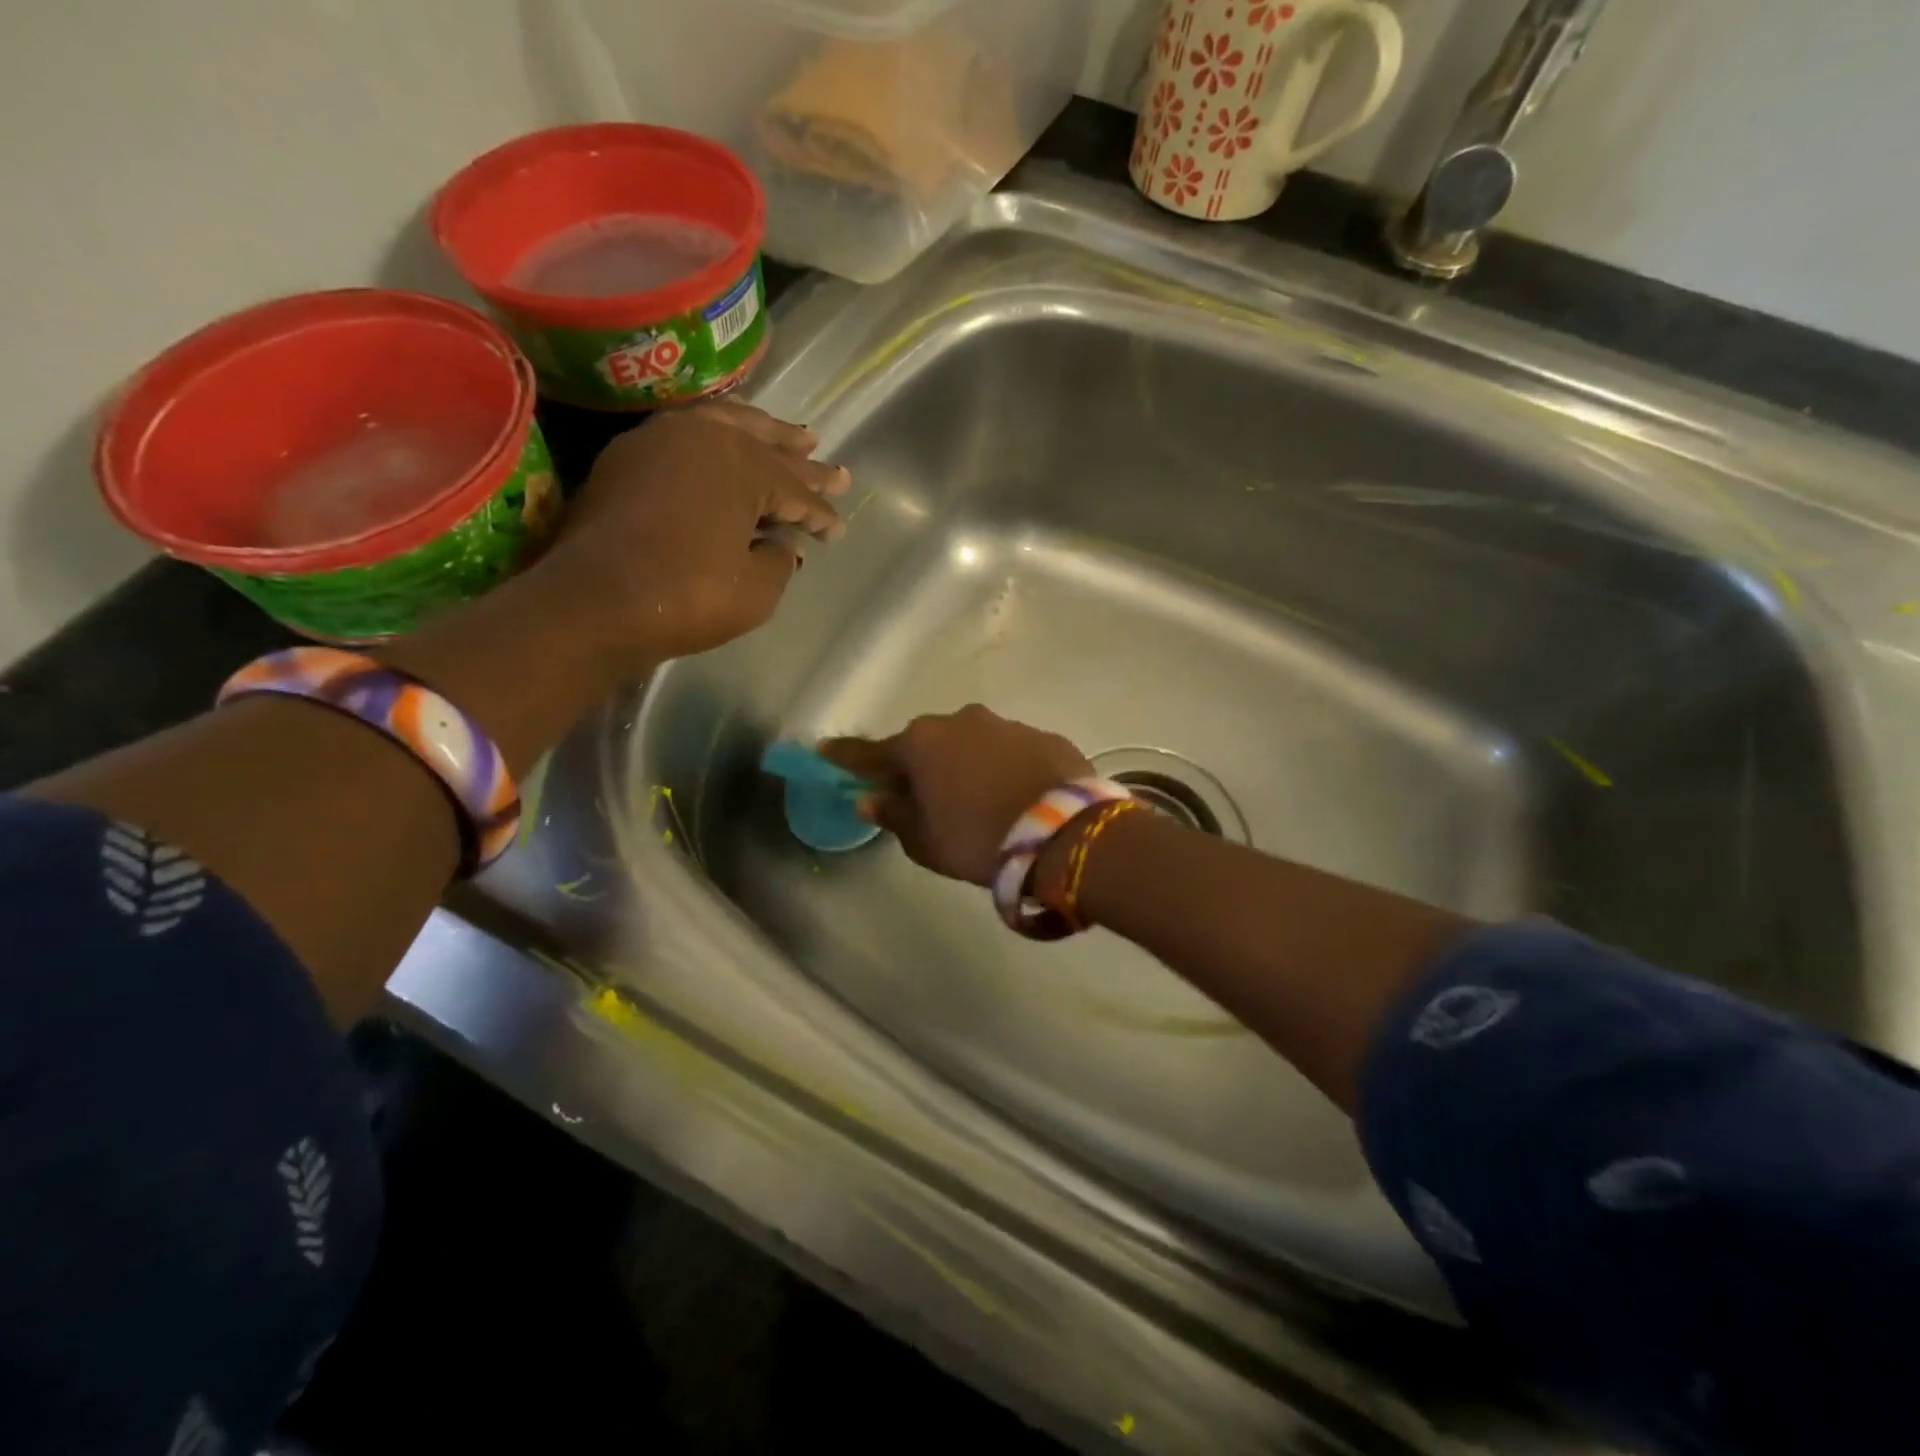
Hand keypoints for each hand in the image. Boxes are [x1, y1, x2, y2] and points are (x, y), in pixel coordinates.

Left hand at [527, 402, 847, 678]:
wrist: (594, 601)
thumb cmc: (687, 597)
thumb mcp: (756, 591)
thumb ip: (779, 560)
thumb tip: (781, 543)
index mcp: (745, 467)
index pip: (795, 491)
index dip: (820, 514)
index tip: (835, 530)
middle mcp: (707, 438)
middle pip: (768, 449)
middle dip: (804, 464)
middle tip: (835, 471)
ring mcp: (663, 439)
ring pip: (728, 424)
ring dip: (765, 432)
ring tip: (794, 435)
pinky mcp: (630, 453)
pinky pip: (690, 430)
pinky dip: (719, 431)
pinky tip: (729, 436)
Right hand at [821, 706, 1092, 885]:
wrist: (1064, 834)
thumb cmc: (978, 839)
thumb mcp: (926, 841)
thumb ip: (894, 816)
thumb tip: (871, 800)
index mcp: (921, 744)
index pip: (871, 752)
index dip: (846, 756)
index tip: (824, 752)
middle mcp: (960, 722)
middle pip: (926, 744)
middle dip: (918, 765)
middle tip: (920, 795)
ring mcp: (1005, 724)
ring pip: (971, 744)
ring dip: (965, 765)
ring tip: (977, 800)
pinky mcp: (1043, 735)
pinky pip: (1010, 751)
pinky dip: (1003, 767)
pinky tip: (1015, 795)